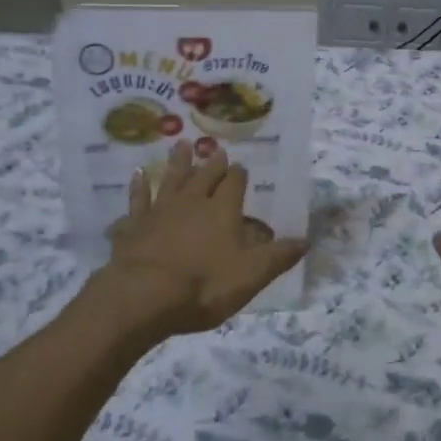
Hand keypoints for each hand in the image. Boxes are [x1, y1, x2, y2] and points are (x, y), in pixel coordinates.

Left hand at [95, 140, 306, 339]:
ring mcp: (160, 211)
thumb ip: (278, 256)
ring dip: (177, 162)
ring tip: (180, 145)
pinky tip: (137, 175)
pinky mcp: (133, 225)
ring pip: (171, 179)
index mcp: (222, 210)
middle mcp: (192, 202)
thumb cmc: (205, 285)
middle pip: (204, 176)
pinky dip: (138, 186)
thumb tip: (306, 240)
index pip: (234, 184)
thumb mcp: (252, 275)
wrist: (144, 295)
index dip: (239, 175)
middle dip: (212, 163)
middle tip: (215, 150)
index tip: (241, 166)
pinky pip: (137, 200)